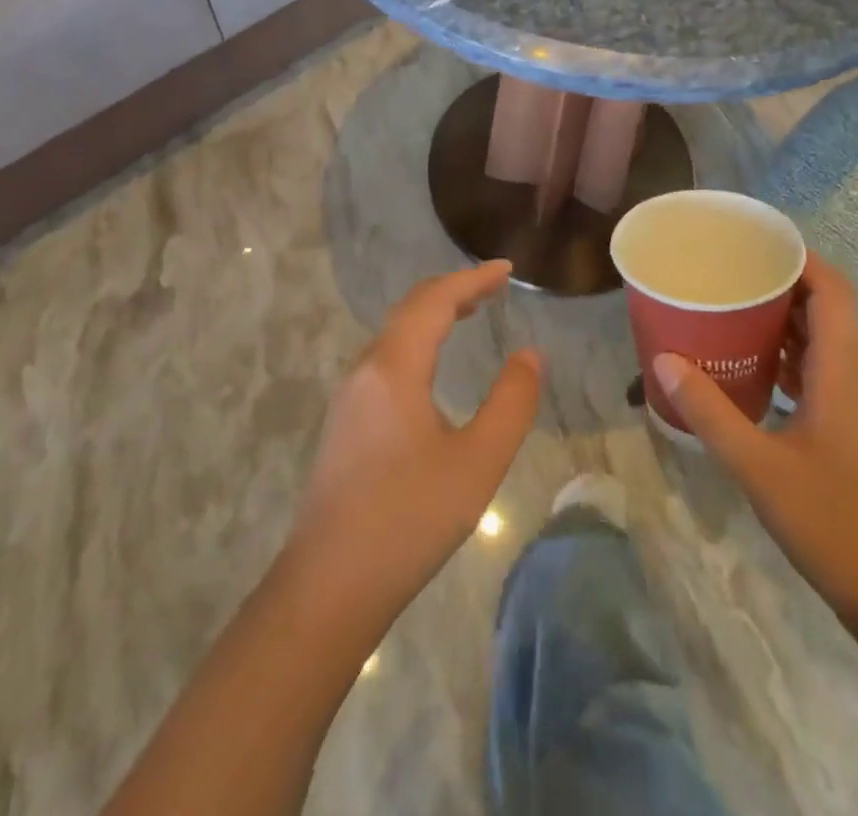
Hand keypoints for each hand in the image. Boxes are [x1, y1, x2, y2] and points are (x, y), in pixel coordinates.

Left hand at [280, 261, 541, 635]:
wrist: (328, 587)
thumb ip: (511, 402)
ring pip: (395, 334)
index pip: (435, 301)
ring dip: (433, 315)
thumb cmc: (408, 518)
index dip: (472, 279)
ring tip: (470, 314)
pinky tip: (433, 366)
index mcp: (394, 367)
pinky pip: (387, 359)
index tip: (506, 269)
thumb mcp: (477, 461)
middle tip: (494, 287)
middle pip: (411, 309)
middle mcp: (366, 370)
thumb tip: (530, 355)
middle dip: (453, 291)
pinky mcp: (345, 423)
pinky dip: (418, 342)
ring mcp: (350, 397)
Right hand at [654, 253, 857, 613]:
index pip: (834, 293)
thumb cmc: (833, 523)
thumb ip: (710, 412)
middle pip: (830, 313)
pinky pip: (824, 379)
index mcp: (843, 375)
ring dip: (788, 326)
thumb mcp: (758, 466)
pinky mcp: (855, 439)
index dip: (803, 260)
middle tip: (734, 276)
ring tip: (737, 315)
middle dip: (786, 287)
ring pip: (827, 347)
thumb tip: (664, 361)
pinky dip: (792, 363)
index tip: (759, 244)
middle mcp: (857, 382)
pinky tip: (758, 376)